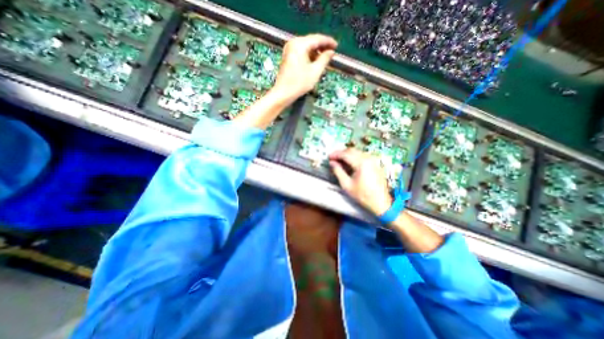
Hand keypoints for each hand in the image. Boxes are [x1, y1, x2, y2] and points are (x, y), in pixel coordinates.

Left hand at [271, 33, 337, 103]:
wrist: (283, 93)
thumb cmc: (299, 83)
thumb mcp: (315, 72)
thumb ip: (324, 59)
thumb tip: (331, 52)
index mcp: (300, 44)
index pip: (317, 38)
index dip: (328, 42)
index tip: (336, 46)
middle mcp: (293, 43)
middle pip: (311, 41)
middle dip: (322, 47)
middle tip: (331, 53)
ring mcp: (289, 49)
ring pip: (306, 47)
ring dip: (315, 52)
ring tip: (324, 60)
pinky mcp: (287, 56)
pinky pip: (301, 52)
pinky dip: (309, 56)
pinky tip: (314, 63)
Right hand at [330, 150, 392, 214]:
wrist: (380, 203)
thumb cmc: (363, 195)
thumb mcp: (347, 185)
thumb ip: (338, 171)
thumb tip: (332, 163)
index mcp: (361, 163)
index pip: (346, 154)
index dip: (336, 154)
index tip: (329, 157)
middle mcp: (368, 159)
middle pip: (352, 151)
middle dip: (341, 153)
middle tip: (333, 158)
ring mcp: (373, 160)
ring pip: (357, 152)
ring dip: (347, 154)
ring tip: (340, 161)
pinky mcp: (375, 164)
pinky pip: (363, 156)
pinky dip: (354, 157)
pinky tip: (350, 163)